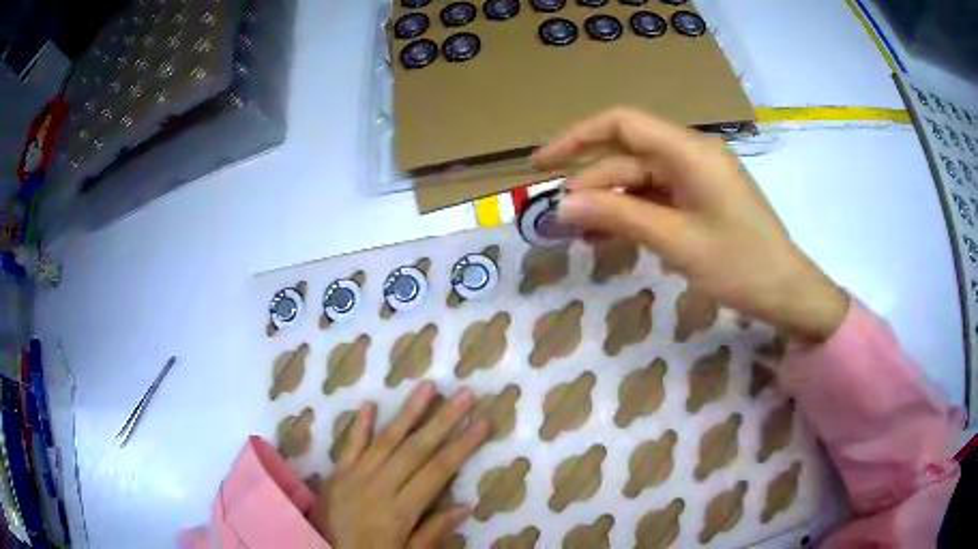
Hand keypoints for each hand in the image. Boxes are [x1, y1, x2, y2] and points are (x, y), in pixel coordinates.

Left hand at [309, 381, 490, 547]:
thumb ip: (434, 531)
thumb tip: (466, 505)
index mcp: (400, 510)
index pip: (438, 471)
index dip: (463, 445)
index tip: (483, 421)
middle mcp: (379, 486)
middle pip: (416, 449)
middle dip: (444, 420)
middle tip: (465, 394)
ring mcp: (354, 476)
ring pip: (386, 439)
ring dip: (408, 412)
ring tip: (428, 385)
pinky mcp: (336, 473)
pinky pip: (349, 444)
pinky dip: (360, 425)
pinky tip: (371, 404)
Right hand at [533, 108, 847, 341]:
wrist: (787, 292)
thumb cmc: (739, 265)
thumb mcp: (676, 242)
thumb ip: (618, 217)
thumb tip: (563, 206)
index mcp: (690, 152)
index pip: (623, 124)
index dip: (577, 137)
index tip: (542, 163)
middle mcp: (692, 154)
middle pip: (629, 156)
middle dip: (592, 184)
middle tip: (562, 220)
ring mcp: (698, 176)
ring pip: (641, 179)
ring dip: (610, 202)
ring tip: (581, 234)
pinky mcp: (702, 197)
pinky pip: (658, 196)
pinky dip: (634, 212)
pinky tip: (612, 234)